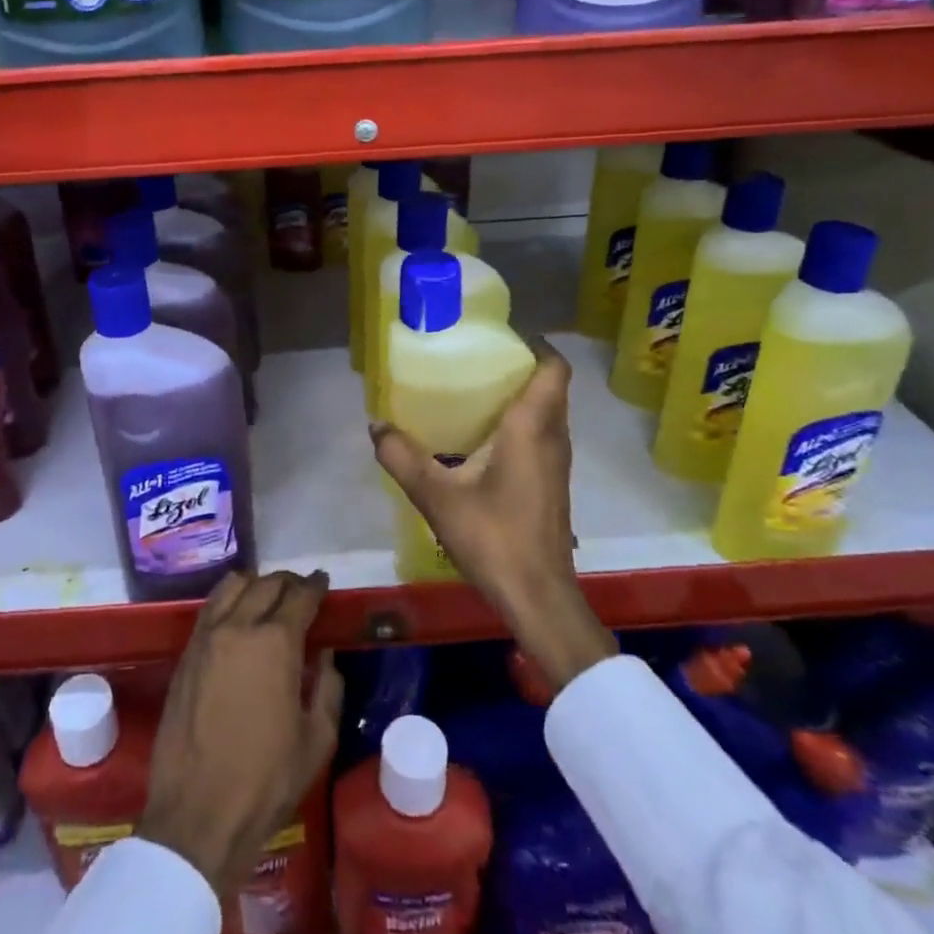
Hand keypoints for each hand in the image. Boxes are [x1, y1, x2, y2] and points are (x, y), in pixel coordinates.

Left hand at [139, 571, 344, 894]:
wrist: (197, 817)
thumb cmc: (266, 782)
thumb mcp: (316, 741)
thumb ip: (327, 688)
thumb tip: (325, 657)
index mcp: (276, 643)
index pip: (300, 596)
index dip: (315, 586)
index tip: (323, 582)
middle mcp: (239, 627)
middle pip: (266, 584)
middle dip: (288, 583)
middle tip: (301, 592)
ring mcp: (206, 638)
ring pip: (232, 586)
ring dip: (255, 585)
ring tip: (267, 598)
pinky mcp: (185, 655)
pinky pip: (209, 609)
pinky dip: (228, 601)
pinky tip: (237, 618)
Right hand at [370, 340, 614, 693]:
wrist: (538, 597)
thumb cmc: (493, 538)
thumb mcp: (436, 497)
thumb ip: (402, 457)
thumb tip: (375, 425)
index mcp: (532, 427)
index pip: (553, 368)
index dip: (535, 344)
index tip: (500, 336)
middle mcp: (553, 436)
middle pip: (549, 386)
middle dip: (519, 366)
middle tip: (475, 358)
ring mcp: (557, 462)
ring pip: (547, 412)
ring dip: (521, 395)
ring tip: (474, 390)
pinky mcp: (552, 483)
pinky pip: (542, 434)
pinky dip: (520, 422)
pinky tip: (482, 437)